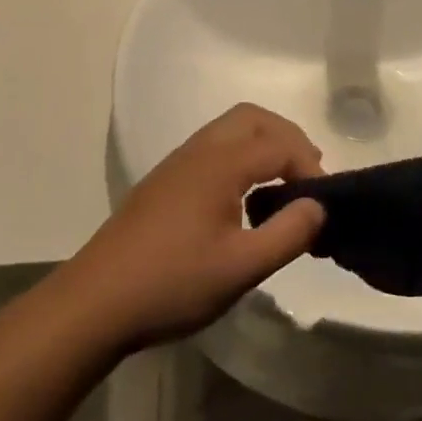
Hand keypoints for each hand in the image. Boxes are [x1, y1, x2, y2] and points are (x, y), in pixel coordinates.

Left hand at [57, 104, 325, 349]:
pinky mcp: (164, 182)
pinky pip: (213, 148)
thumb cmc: (173, 283)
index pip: (279, 145)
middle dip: (288, 138)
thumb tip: (318, 206)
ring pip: (230, 129)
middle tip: (308, 175)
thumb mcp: (242, 267)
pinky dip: (241, 156)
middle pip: (252, 118)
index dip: (309, 167)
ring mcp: (177, 163)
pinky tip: (244, 198)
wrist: (96, 302)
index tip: (325, 203)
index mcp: (220, 163)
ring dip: (263, 144)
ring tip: (283, 184)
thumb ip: (288, 233)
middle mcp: (198, 150)